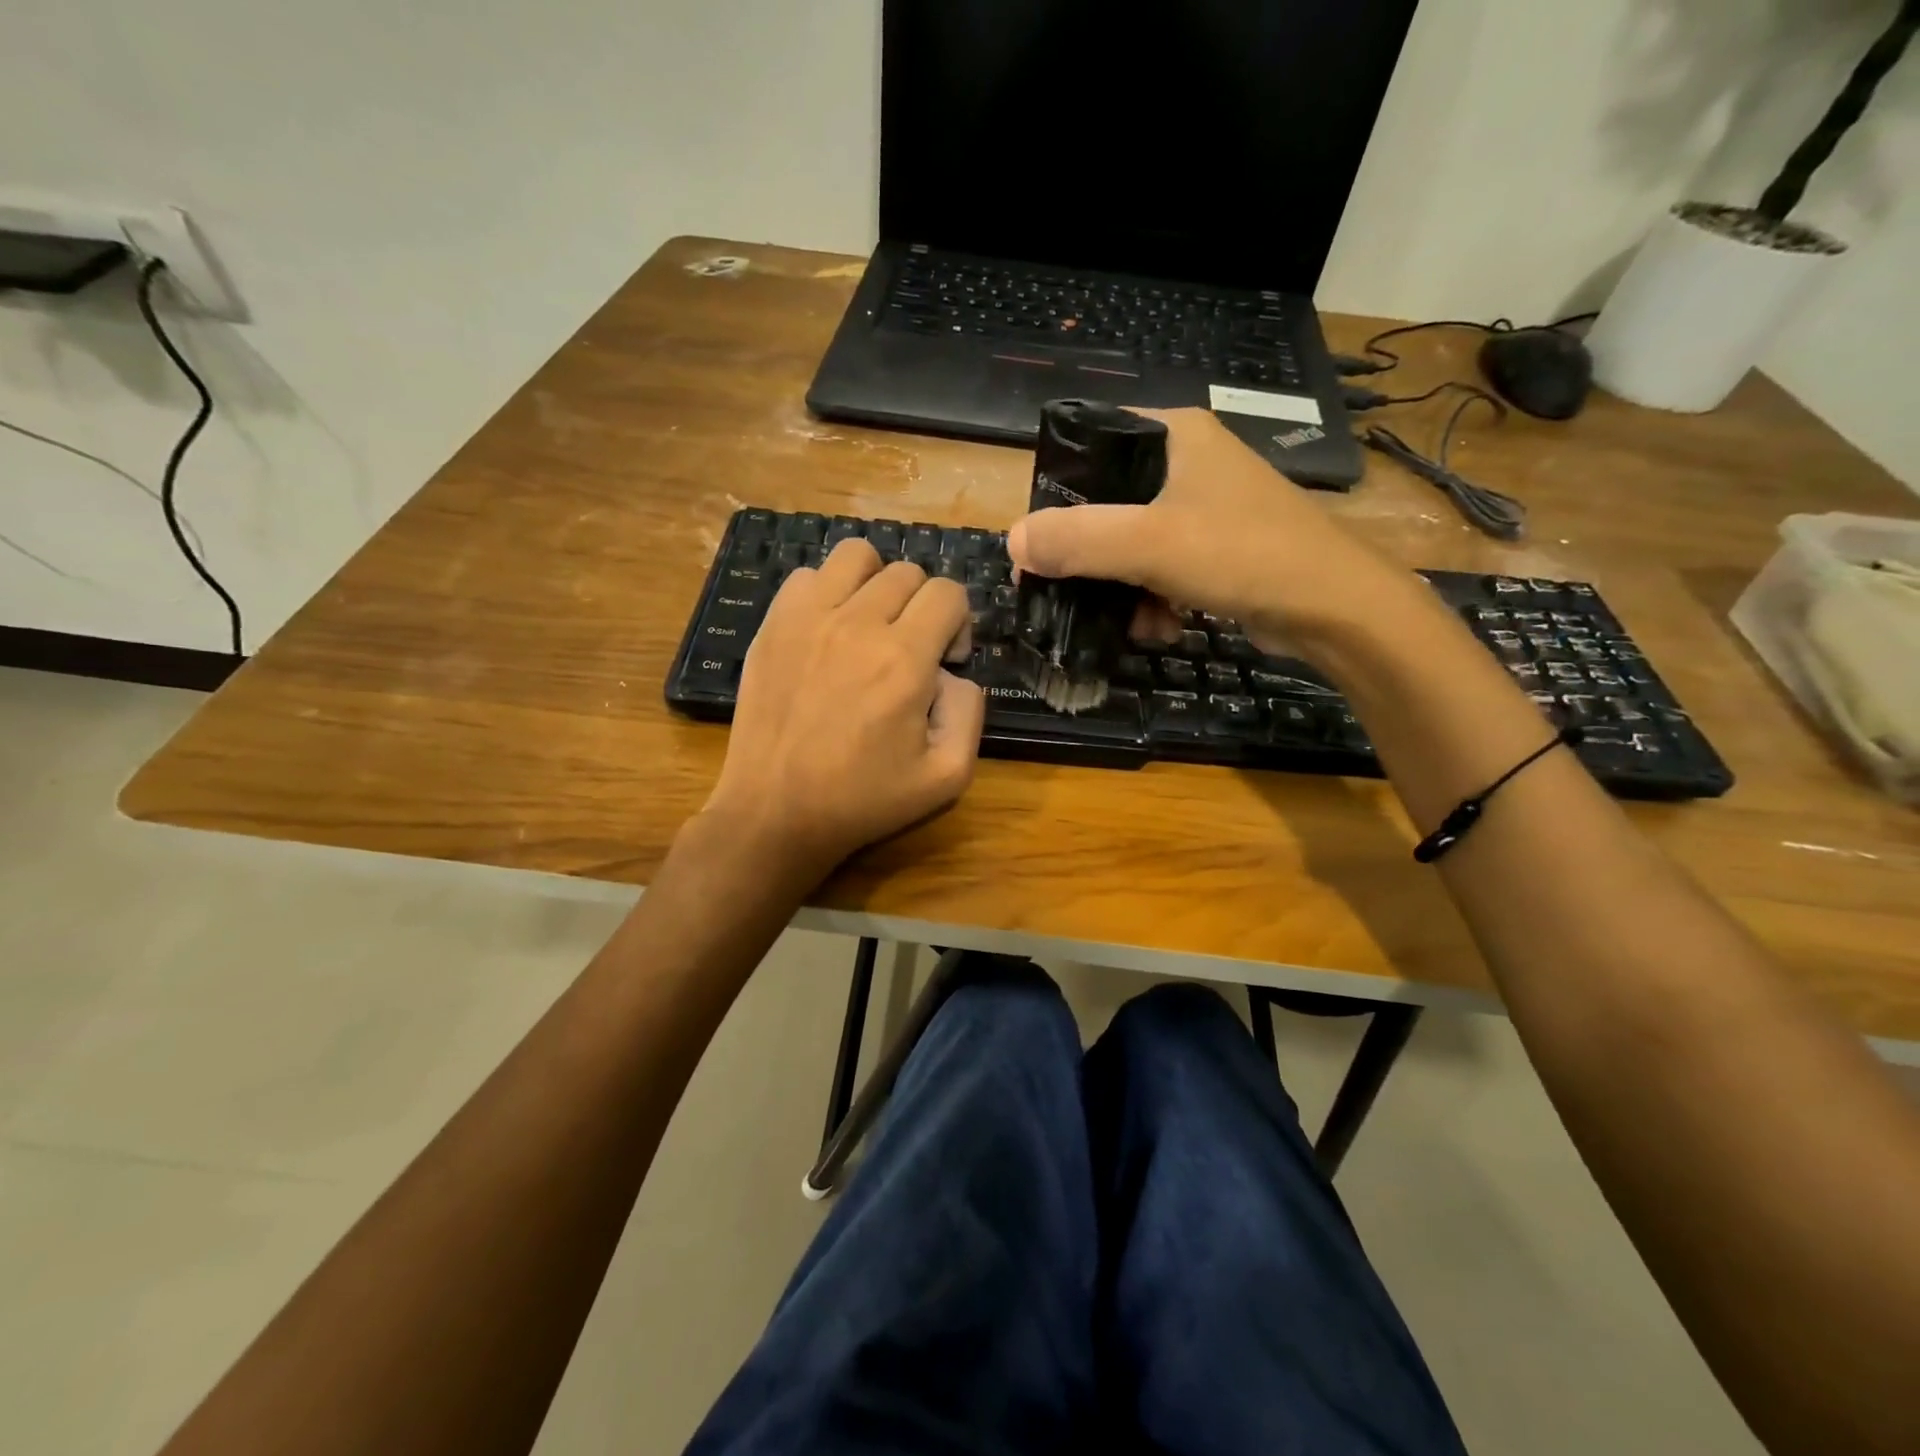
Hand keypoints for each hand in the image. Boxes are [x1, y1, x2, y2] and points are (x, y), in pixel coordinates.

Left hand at [700, 538, 984, 881]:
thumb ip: (970, 712)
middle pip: (908, 571)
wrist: (775, 812)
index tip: (944, 661)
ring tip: (871, 624)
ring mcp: (808, 618)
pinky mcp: (773, 625)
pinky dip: (828, 592)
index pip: (948, 592)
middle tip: (910, 650)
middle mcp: (857, 623)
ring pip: (857, 556)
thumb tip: (953, 672)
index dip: (958, 623)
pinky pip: (809, 576)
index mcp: (904, 659)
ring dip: (876, 582)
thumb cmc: (863, 801)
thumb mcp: (947, 776)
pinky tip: (829, 630)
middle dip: (922, 605)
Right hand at [1006, 407, 1424, 660]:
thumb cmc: (1244, 555)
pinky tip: (1161, 628)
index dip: (1054, 495)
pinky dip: (1152, 600)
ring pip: (1131, 544)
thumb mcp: (1149, 543)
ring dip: (1120, 589)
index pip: (1088, 447)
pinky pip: (1161, 569)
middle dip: (1088, 558)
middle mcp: (1188, 461)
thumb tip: (1012, 542)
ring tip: (1130, 623)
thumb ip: (1076, 539)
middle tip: (1066, 595)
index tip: (1037, 546)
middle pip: (1106, 505)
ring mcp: (1205, 507)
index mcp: (1173, 434)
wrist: (1336, 608)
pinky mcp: (1218, 548)